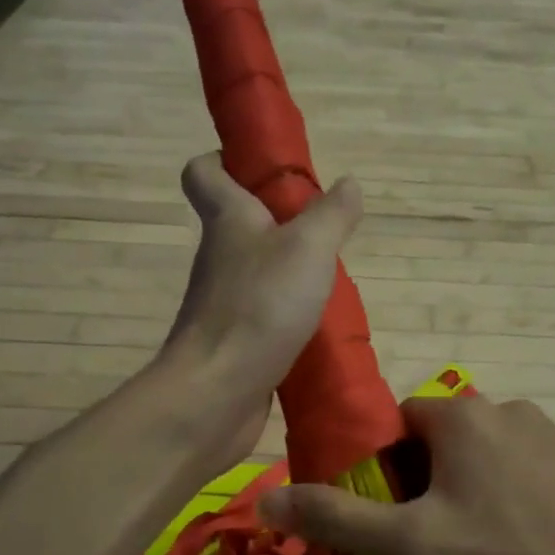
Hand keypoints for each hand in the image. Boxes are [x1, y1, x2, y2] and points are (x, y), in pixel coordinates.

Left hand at [161, 151, 363, 461]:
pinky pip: (264, 316)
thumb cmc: (259, 307)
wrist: (216, 394)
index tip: (268, 169)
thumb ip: (332, 215)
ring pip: (256, 273)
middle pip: (240, 224)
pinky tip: (320, 326)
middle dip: (280, 221)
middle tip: (326, 230)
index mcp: (227, 220)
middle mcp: (219, 258)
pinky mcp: (235, 343)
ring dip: (290, 272)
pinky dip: (289, 316)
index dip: (227, 160)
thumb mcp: (308, 249)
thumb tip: (348, 183)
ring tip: (333, 279)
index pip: (205, 173)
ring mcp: (224, 303)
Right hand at [258, 395, 554, 554]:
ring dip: (459, 495)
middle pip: (433, 444)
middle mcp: (502, 408)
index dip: (379, 472)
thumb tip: (264, 499)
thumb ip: (337, 519)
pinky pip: (514, 473)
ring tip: (469, 552)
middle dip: (418, 488)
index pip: (392, 426)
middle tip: (423, 544)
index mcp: (460, 414)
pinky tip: (512, 547)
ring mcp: (545, 434)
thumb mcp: (411, 544)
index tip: (386, 518)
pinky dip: (500, 500)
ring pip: (475, 460)